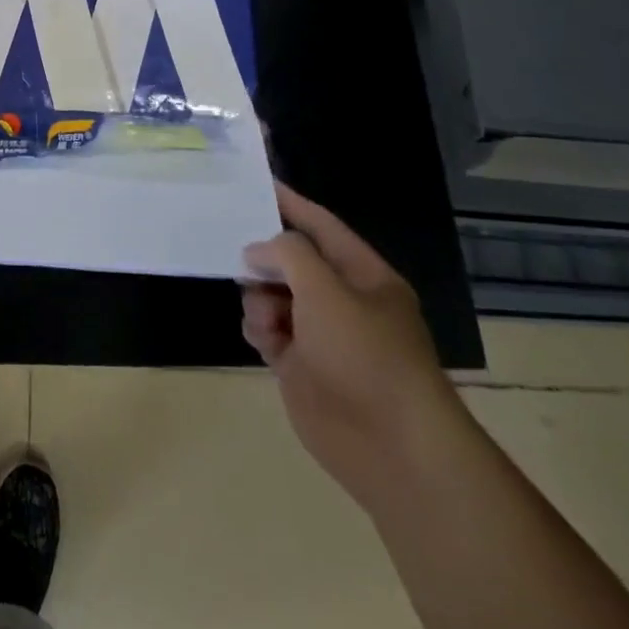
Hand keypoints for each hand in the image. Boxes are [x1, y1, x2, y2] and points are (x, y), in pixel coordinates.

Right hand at [241, 183, 466, 512]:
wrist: (390, 447)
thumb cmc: (364, 354)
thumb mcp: (326, 289)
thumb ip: (287, 254)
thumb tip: (257, 252)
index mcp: (363, 275)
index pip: (321, 225)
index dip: (290, 203)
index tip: (256, 182)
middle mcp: (342, 299)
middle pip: (291, 261)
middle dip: (264, 259)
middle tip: (238, 259)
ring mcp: (320, 333)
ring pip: (272, 295)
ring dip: (260, 300)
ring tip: (267, 319)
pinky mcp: (300, 364)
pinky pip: (267, 329)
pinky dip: (260, 329)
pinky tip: (266, 342)